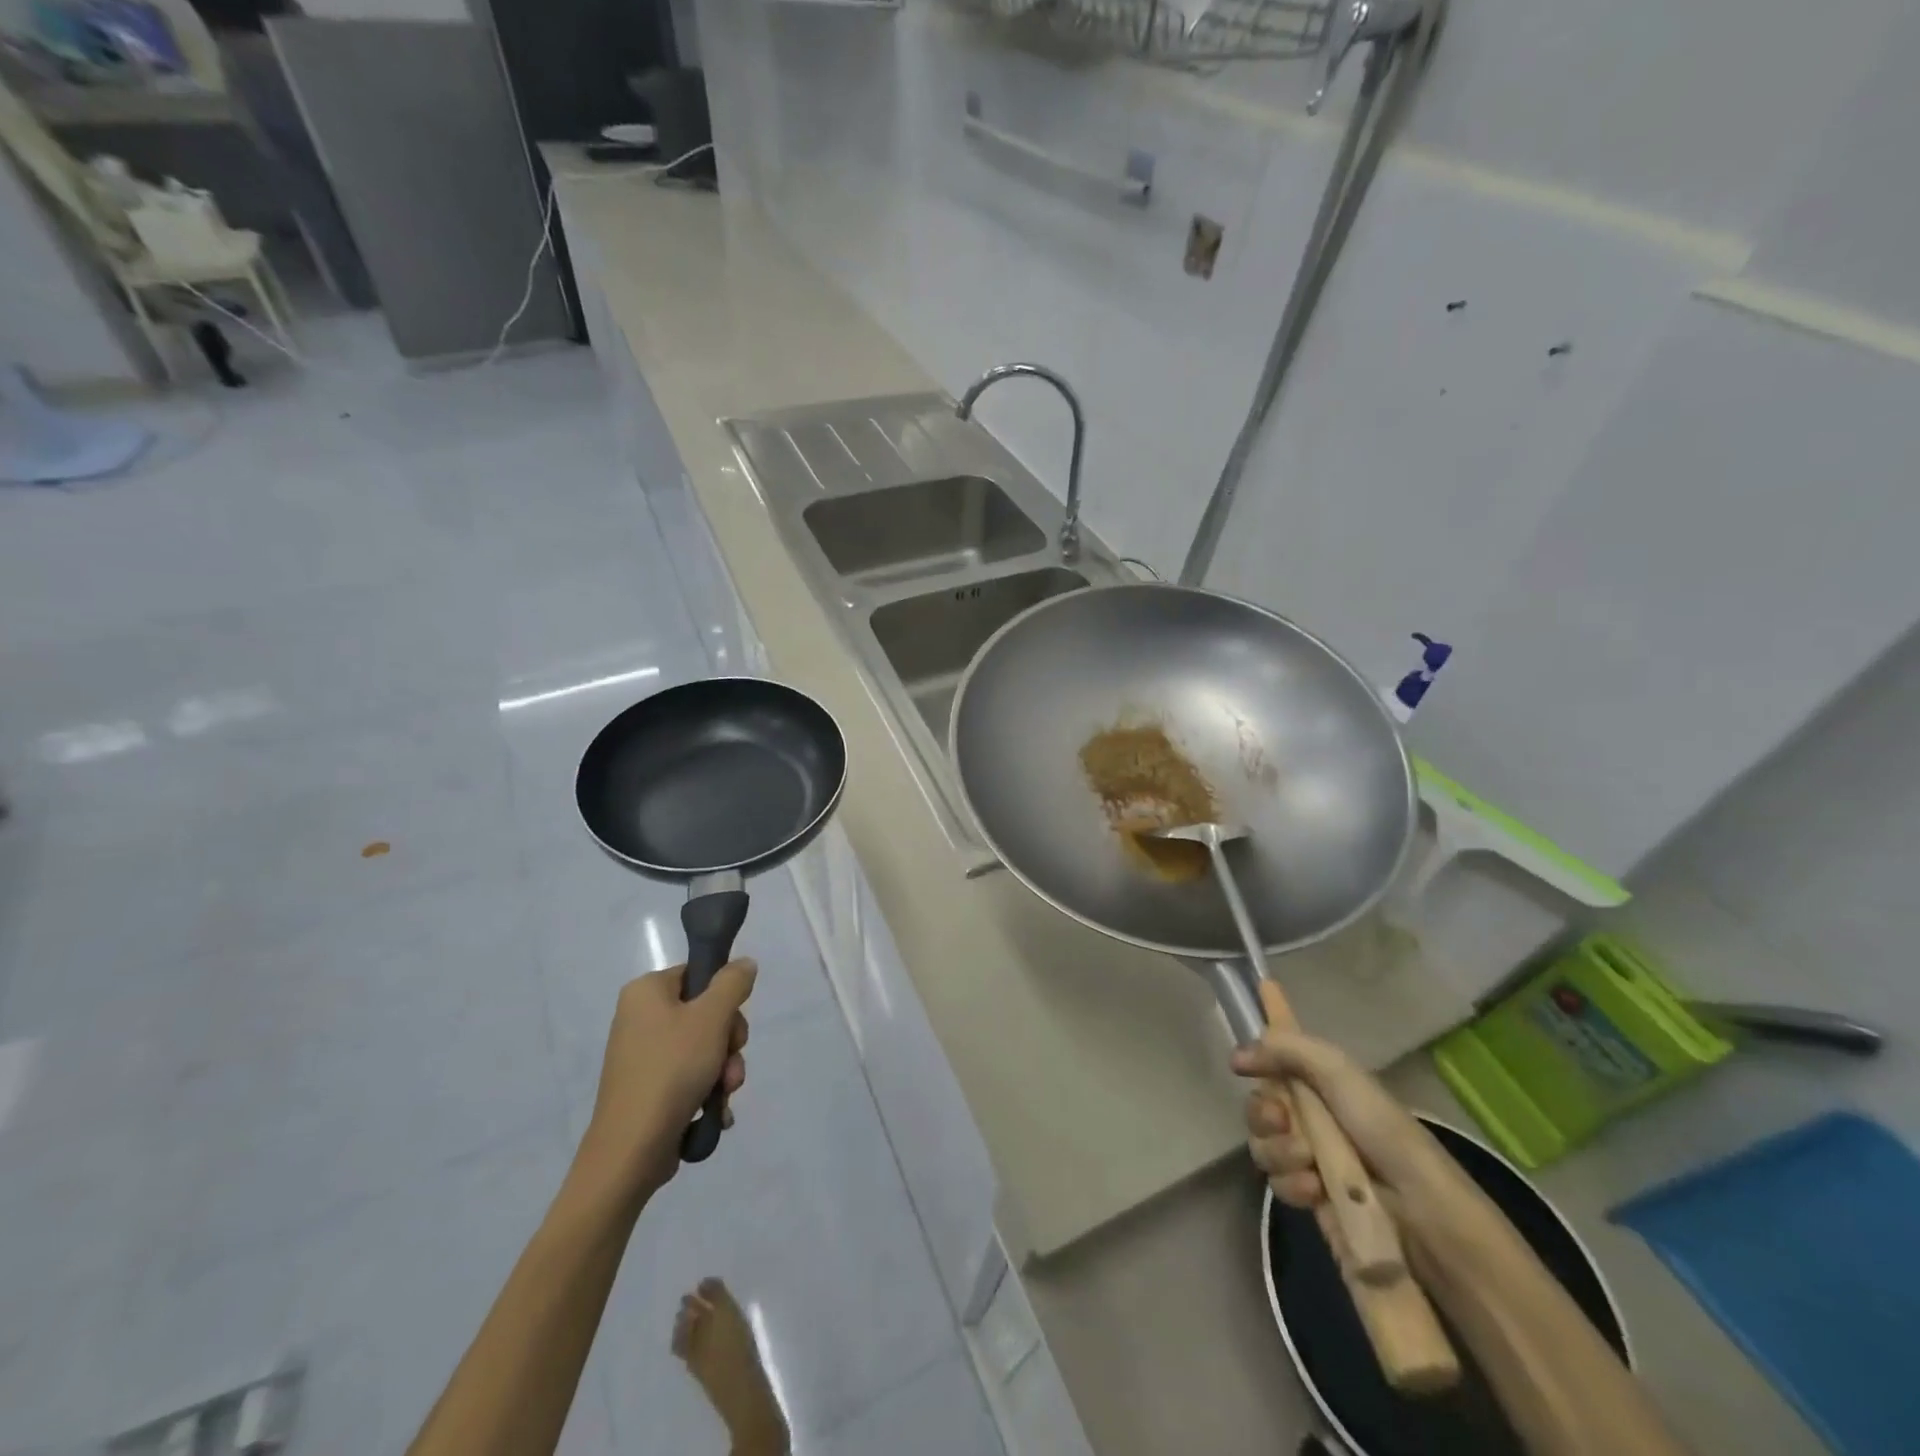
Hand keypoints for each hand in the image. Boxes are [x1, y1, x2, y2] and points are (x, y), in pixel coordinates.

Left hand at [574, 959, 755, 1203]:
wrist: (631, 1150)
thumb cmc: (672, 1070)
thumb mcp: (712, 1018)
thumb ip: (733, 983)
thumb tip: (744, 963)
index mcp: (646, 992)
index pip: (699, 975)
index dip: (724, 998)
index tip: (732, 1025)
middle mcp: (640, 1018)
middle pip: (705, 1014)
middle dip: (728, 1043)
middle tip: (730, 1063)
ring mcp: (642, 1056)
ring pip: (703, 1049)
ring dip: (724, 1070)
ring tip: (724, 1094)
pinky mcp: (648, 1089)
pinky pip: (689, 1077)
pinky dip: (707, 1091)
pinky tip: (716, 1111)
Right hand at [1230, 986, 1466, 1235]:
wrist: (1420, 1210)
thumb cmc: (1384, 1130)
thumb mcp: (1338, 1073)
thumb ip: (1286, 1050)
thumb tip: (1236, 1056)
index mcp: (1319, 1078)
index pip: (1287, 1041)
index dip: (1273, 1013)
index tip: (1264, 984)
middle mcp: (1309, 1113)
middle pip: (1258, 1102)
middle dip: (1262, 1111)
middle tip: (1281, 1119)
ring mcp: (1307, 1156)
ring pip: (1262, 1143)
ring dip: (1280, 1150)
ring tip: (1310, 1161)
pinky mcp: (1308, 1195)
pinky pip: (1275, 1182)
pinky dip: (1292, 1184)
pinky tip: (1315, 1189)